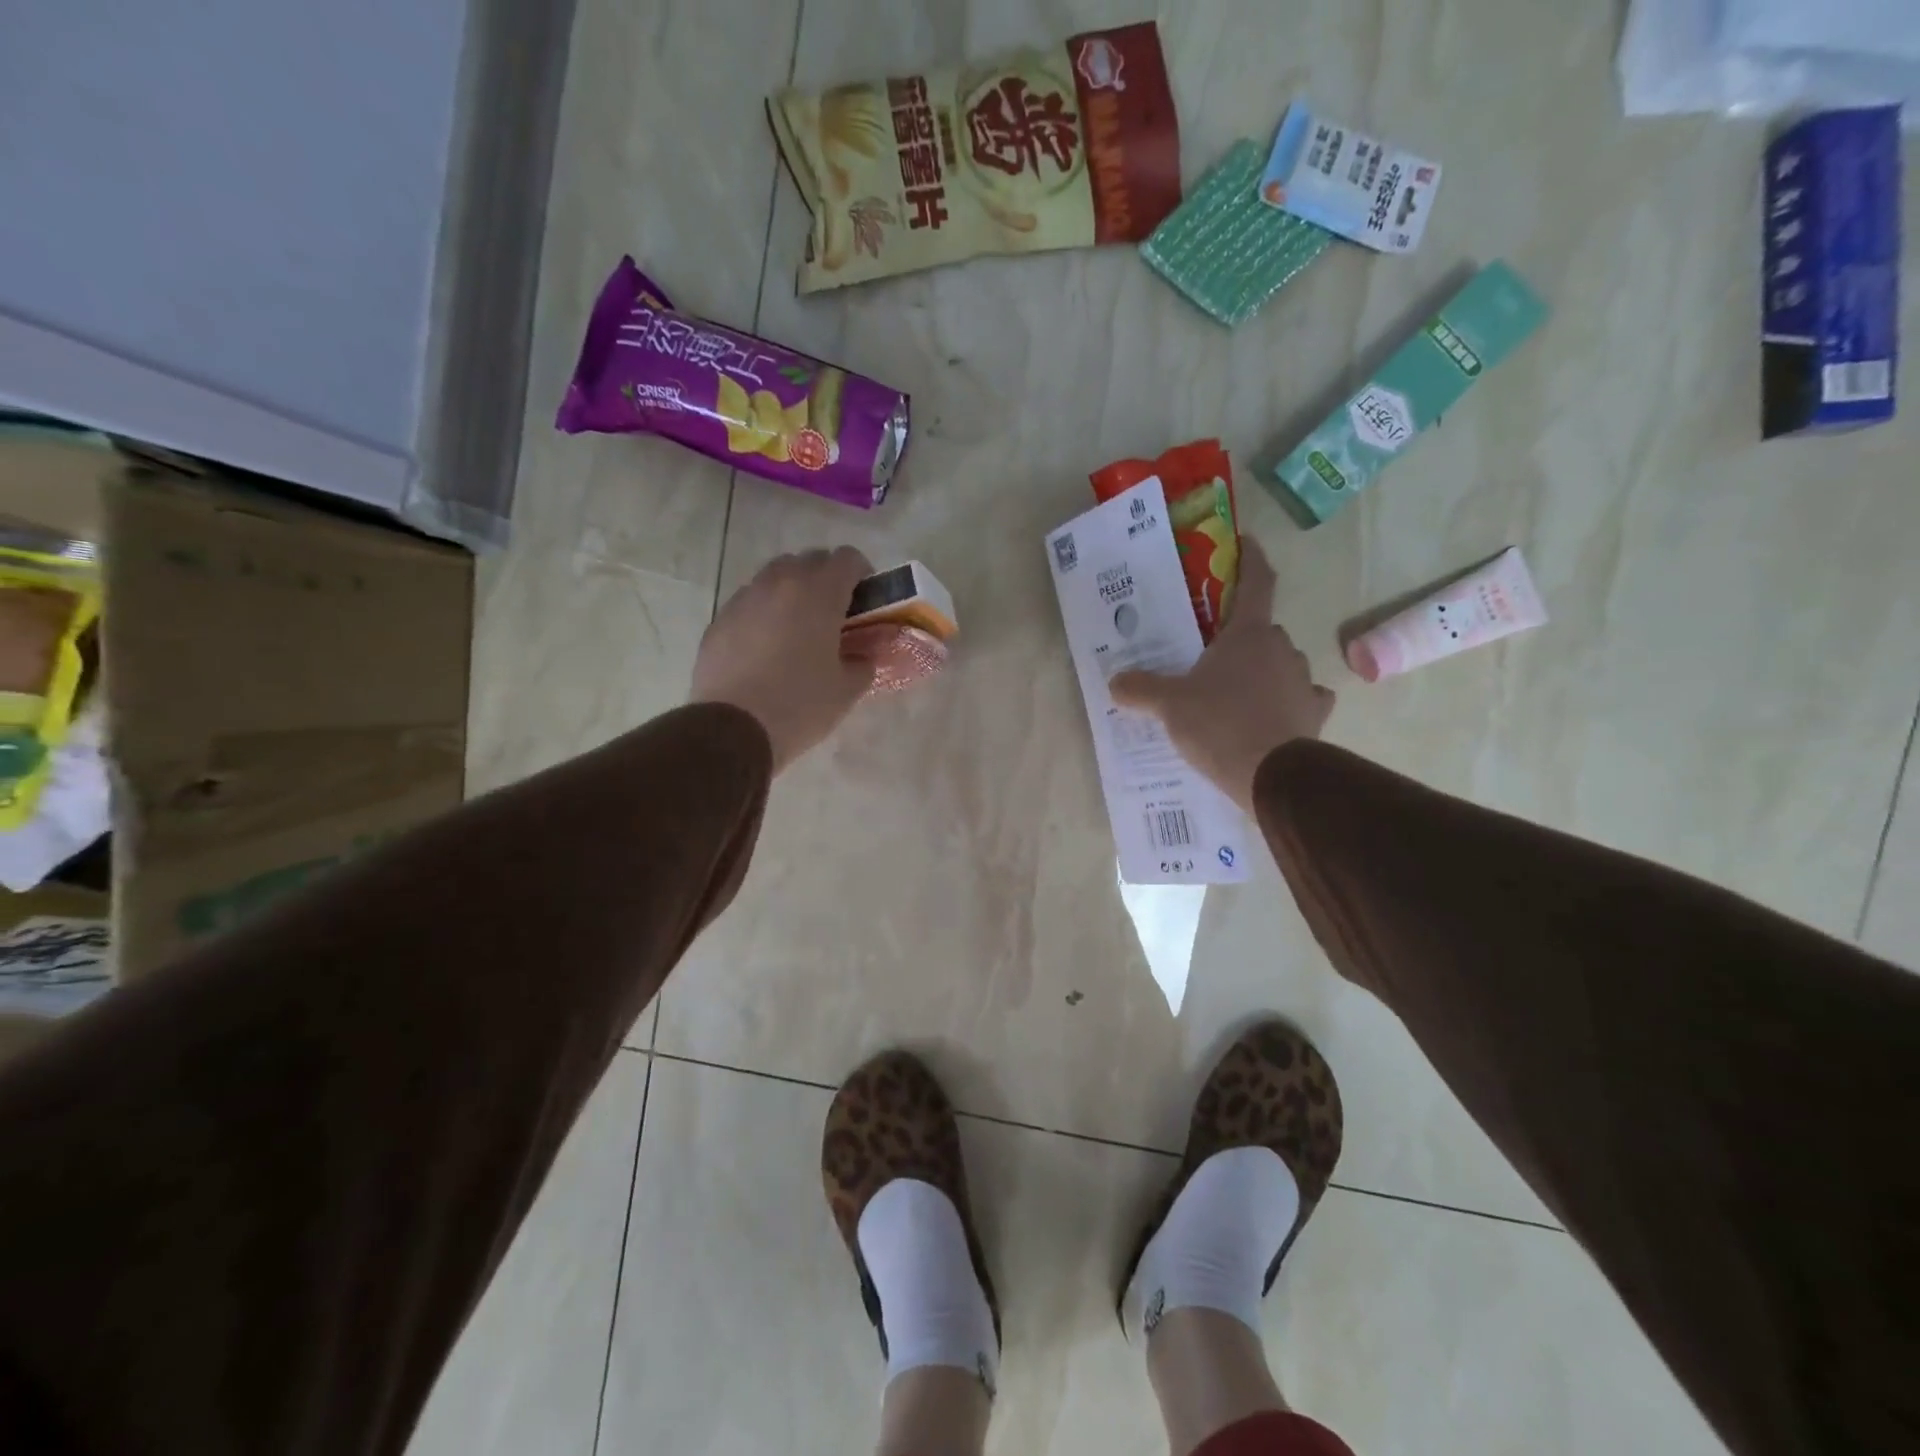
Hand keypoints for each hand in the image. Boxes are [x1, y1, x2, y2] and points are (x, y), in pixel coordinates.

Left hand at [691, 546, 874, 771]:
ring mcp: (744, 599)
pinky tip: (766, 648)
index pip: (847, 558)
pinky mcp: (719, 620)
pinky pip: (749, 603)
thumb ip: (863, 663)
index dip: (862, 574)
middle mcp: (779, 583)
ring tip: (798, 629)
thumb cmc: (800, 705)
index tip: (865, 600)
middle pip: (809, 560)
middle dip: (826, 579)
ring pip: (775, 577)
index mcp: (818, 593)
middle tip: (834, 614)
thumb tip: (862, 656)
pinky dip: (764, 613)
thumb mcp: (846, 690)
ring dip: (792, 592)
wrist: (733, 729)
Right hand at [1109, 538, 1333, 812]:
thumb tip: (1115, 682)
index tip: (1247, 543)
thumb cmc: (1218, 723)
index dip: (1252, 559)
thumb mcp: (1169, 705)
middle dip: (1241, 639)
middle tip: (1214, 657)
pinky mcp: (1314, 713)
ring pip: (1281, 664)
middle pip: (1262, 631)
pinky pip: (1303, 697)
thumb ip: (1141, 689)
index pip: (1257, 583)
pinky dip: (1290, 701)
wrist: (1270, 774)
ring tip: (1237, 695)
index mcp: (1248, 634)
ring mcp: (1302, 680)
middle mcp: (1281, 648)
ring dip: (1264, 671)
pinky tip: (1275, 715)